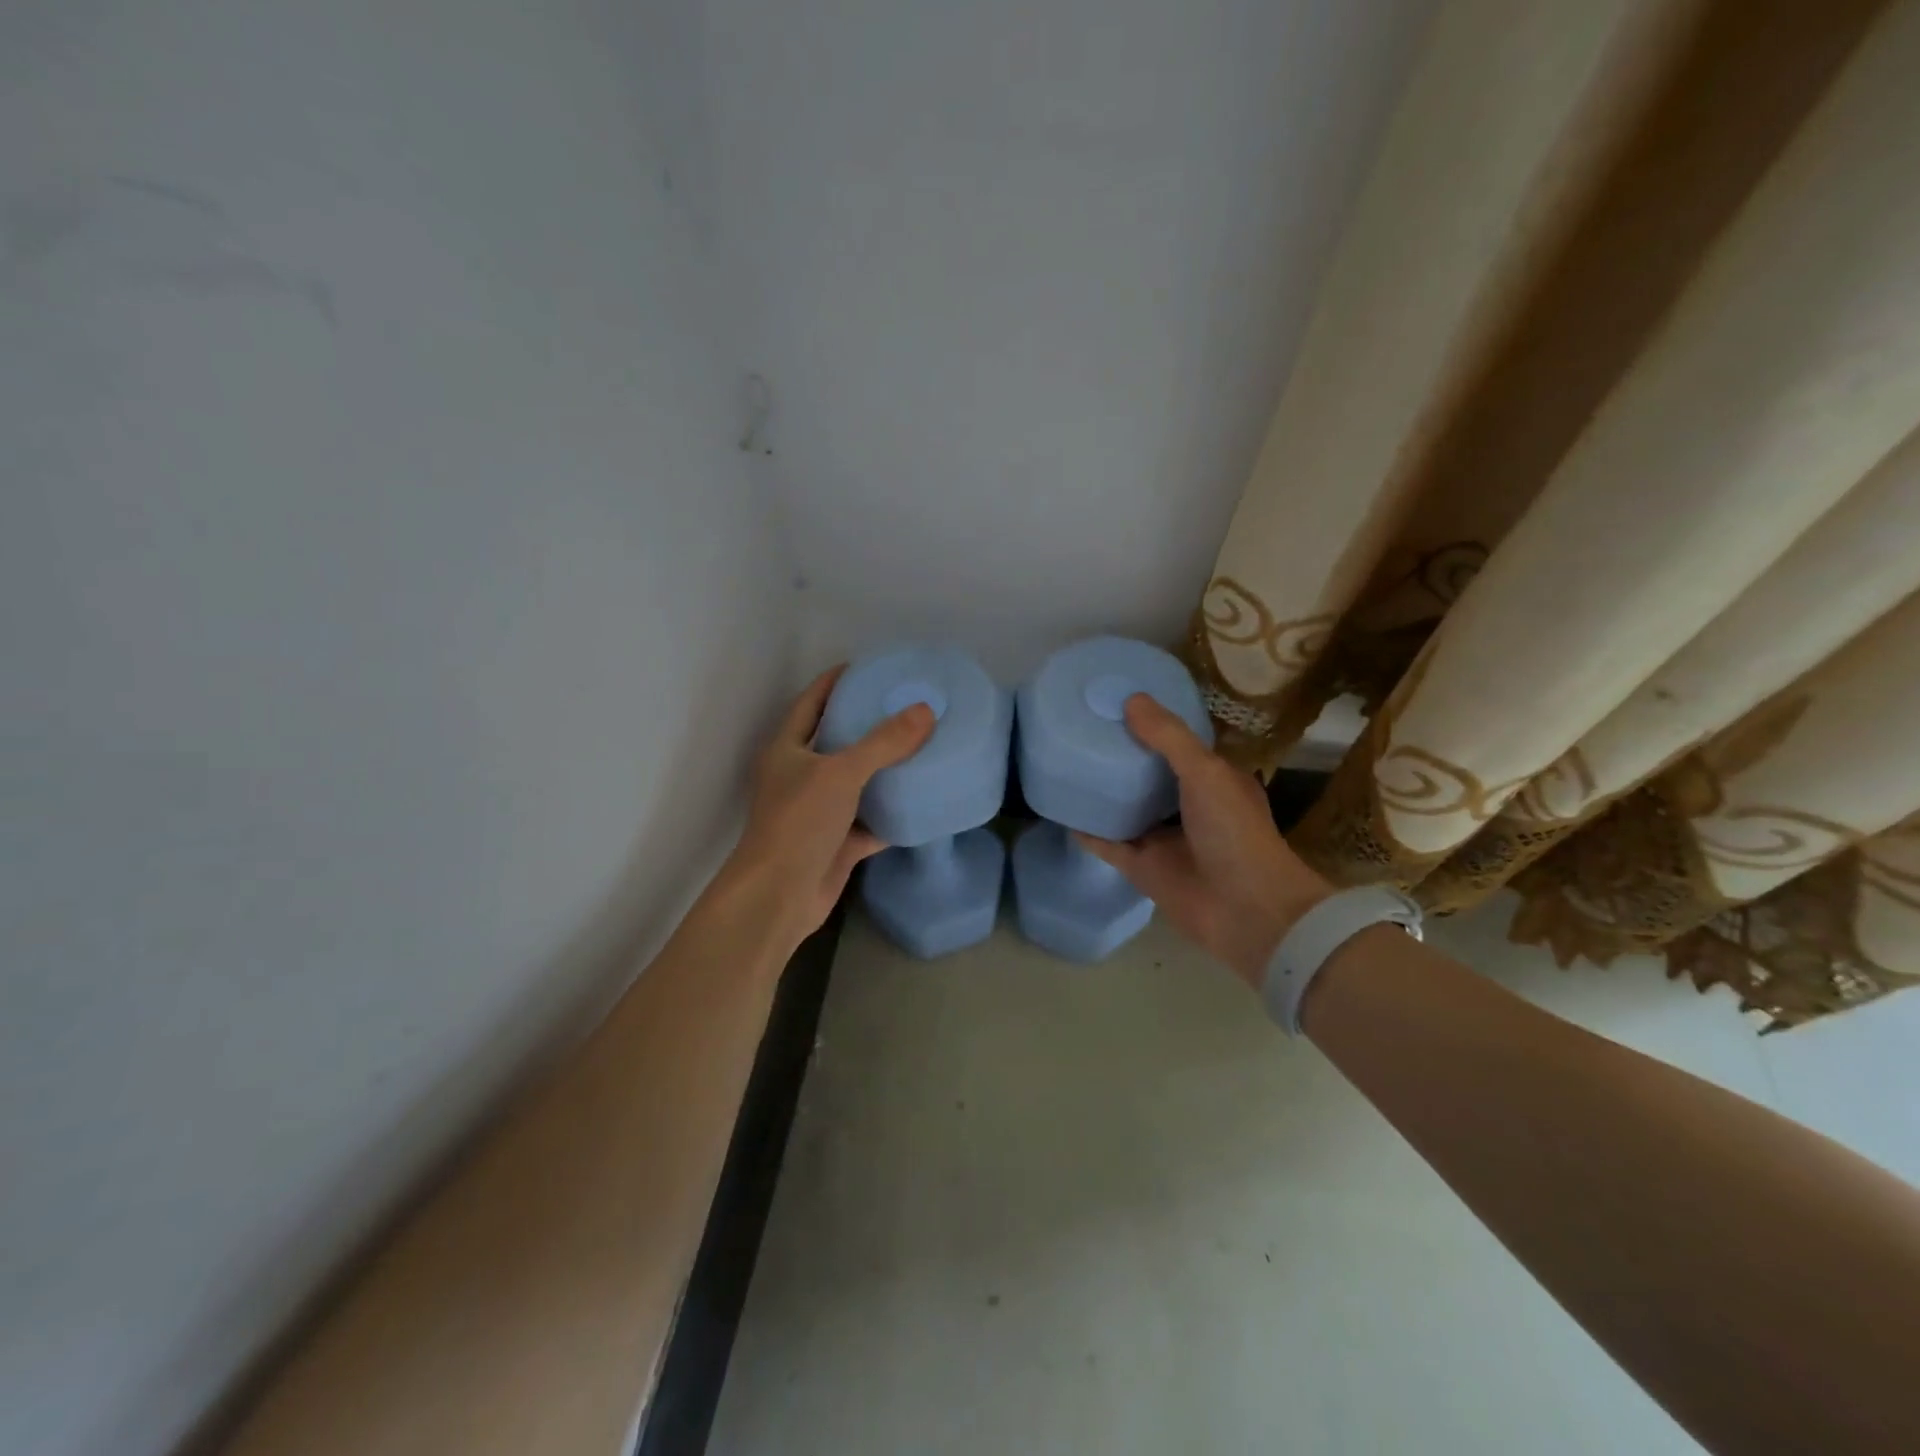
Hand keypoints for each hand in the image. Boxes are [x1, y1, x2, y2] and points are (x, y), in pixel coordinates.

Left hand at [717, 665, 935, 949]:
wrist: (780, 896)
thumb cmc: (799, 822)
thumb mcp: (841, 773)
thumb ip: (884, 742)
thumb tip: (924, 711)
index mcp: (787, 749)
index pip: (811, 701)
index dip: (836, 681)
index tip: (869, 667)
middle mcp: (800, 776)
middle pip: (838, 740)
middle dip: (869, 724)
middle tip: (907, 705)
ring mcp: (820, 812)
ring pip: (858, 782)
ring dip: (885, 769)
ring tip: (923, 745)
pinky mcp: (838, 843)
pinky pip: (872, 821)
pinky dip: (894, 813)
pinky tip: (924, 799)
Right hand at [1076, 695, 1332, 987]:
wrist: (1246, 911)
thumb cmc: (1234, 833)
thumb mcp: (1206, 772)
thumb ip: (1169, 738)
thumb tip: (1130, 700)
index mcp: (1214, 780)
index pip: (1181, 744)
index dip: (1155, 724)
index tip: (1120, 701)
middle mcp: (1190, 807)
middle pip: (1150, 776)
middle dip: (1123, 756)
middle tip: (1085, 727)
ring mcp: (1165, 839)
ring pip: (1128, 810)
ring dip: (1105, 793)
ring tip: (1068, 762)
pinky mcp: (1144, 868)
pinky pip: (1109, 844)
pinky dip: (1089, 831)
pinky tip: (1064, 810)